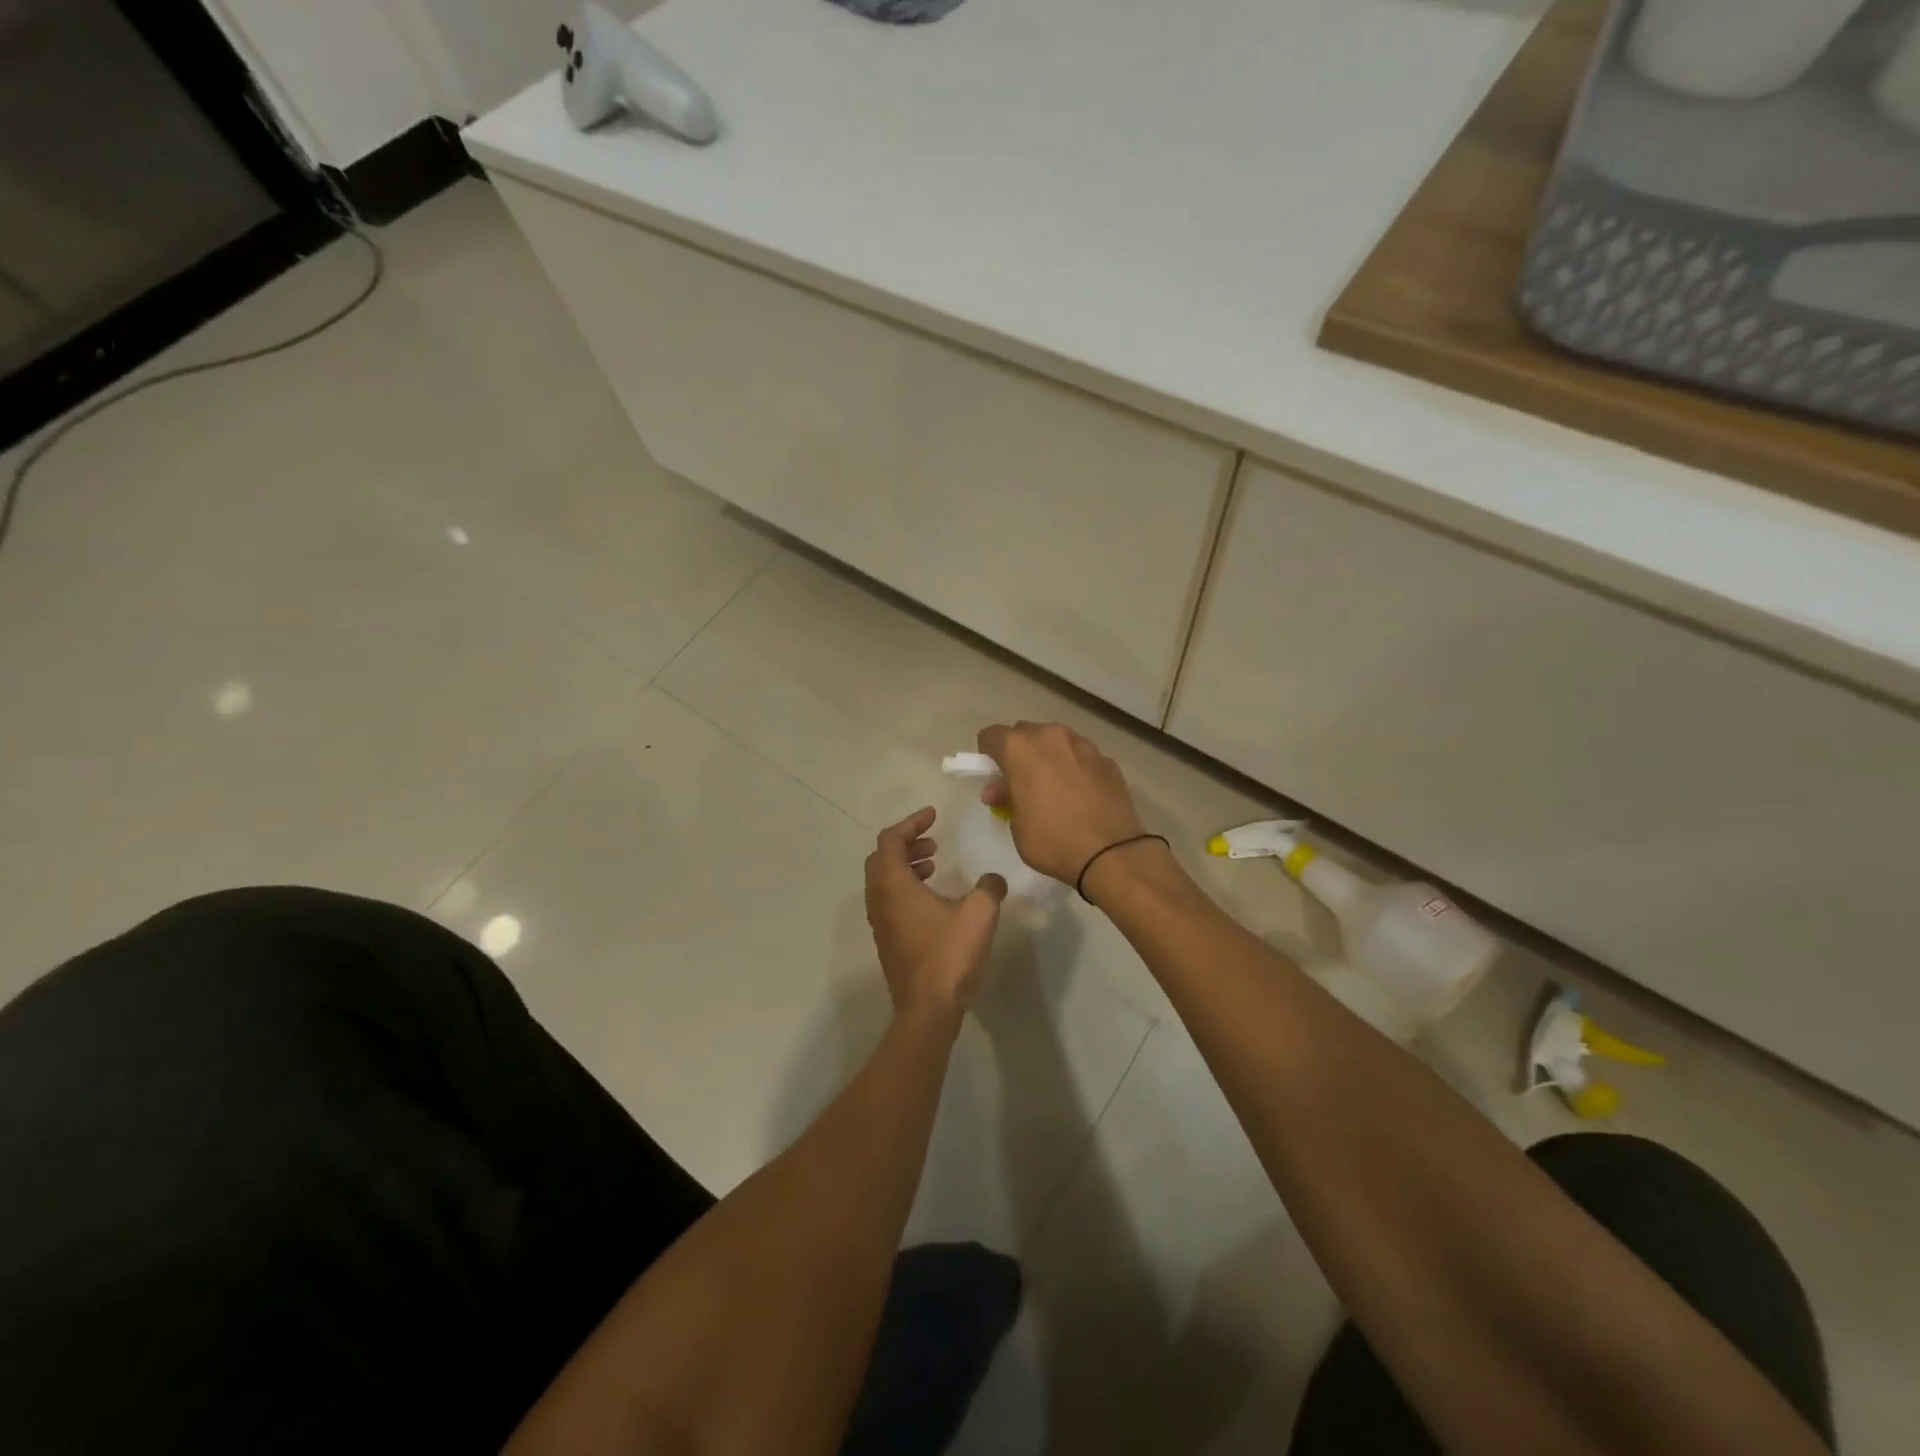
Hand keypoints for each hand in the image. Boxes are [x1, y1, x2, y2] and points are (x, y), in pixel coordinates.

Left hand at [864, 807, 1006, 1021]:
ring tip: (934, 865)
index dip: (911, 823)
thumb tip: (994, 880)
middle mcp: (879, 899)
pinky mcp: (888, 940)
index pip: (890, 839)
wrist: (927, 1009)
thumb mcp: (979, 913)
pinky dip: (906, 886)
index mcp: (893, 885)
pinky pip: (889, 900)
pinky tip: (933, 899)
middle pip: (882, 857)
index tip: (933, 816)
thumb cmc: (949, 955)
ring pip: (884, 880)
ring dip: (906, 865)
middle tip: (933, 842)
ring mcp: (880, 922)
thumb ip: (989, 887)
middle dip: (906, 843)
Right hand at [975, 722, 1147, 884]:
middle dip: (1019, 753)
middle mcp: (1051, 737)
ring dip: (1049, 757)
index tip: (993, 776)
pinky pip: (1081, 756)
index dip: (988, 755)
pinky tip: (1080, 795)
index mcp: (1020, 748)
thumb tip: (1003, 789)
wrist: (1111, 853)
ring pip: (1056, 741)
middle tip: (1021, 783)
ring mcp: (1083, 745)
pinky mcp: (1107, 760)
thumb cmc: (1052, 840)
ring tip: (1053, 788)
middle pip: (1025, 733)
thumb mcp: (1017, 825)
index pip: (991, 735)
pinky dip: (1075, 768)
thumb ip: (1007, 798)